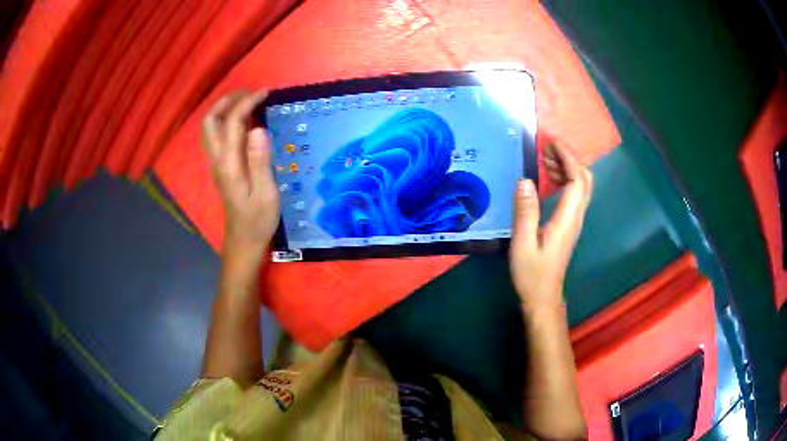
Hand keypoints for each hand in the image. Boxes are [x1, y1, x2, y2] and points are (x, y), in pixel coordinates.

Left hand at [202, 90, 279, 258]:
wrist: (244, 241)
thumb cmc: (258, 220)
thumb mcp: (266, 193)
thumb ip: (261, 161)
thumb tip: (258, 128)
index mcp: (229, 163)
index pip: (232, 122)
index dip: (247, 102)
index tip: (266, 92)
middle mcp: (217, 159)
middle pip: (211, 120)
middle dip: (228, 100)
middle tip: (251, 93)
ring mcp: (217, 163)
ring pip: (211, 127)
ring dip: (225, 109)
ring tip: (249, 102)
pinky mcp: (221, 166)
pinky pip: (218, 135)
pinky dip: (228, 120)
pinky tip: (246, 121)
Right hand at [510, 142, 592, 311]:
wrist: (544, 297)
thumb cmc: (532, 274)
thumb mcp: (522, 244)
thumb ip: (525, 212)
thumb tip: (525, 180)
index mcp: (567, 219)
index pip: (577, 180)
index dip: (568, 158)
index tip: (552, 143)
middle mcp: (576, 217)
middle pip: (585, 179)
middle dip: (571, 157)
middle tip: (548, 146)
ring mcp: (575, 220)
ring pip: (582, 185)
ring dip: (568, 166)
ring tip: (545, 157)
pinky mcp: (570, 224)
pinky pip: (575, 194)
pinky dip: (566, 178)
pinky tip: (549, 177)